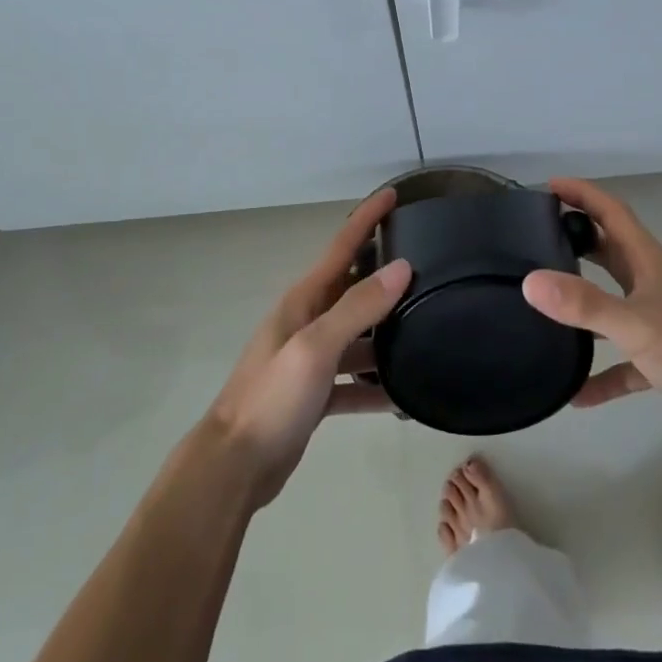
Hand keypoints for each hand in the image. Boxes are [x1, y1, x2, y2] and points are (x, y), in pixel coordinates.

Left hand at [201, 188, 410, 508]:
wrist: (234, 466)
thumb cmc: (272, 398)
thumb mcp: (316, 347)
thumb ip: (358, 308)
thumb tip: (401, 267)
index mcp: (304, 302)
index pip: (342, 246)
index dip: (367, 218)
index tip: (394, 194)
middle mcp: (307, 322)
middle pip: (352, 287)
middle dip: (384, 271)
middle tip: (427, 261)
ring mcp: (310, 359)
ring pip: (357, 336)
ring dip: (386, 333)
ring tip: (427, 327)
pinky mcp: (314, 394)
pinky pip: (353, 380)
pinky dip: (375, 386)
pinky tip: (402, 396)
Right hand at [522, 177, 661, 439]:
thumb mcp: (634, 324)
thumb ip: (583, 304)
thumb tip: (530, 281)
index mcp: (649, 263)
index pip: (612, 213)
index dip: (583, 195)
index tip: (549, 186)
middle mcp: (653, 284)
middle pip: (610, 252)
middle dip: (577, 240)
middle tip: (538, 239)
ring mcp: (660, 322)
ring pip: (614, 304)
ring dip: (585, 304)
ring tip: (546, 306)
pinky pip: (624, 360)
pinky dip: (602, 373)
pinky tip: (578, 394)